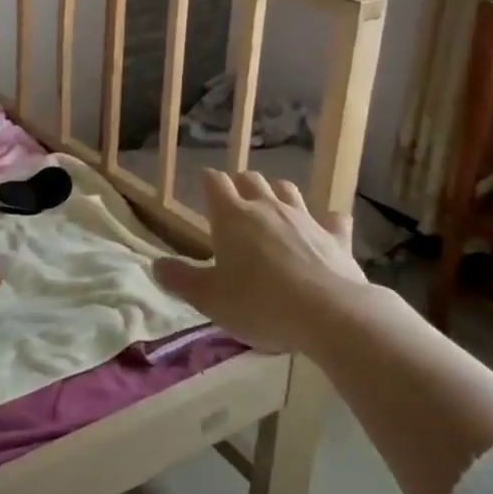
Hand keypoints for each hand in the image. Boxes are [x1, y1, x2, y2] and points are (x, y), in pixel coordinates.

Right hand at [153, 171, 369, 354]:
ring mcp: (305, 218)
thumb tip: (156, 266)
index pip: (215, 182)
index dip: (208, 182)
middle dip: (241, 185)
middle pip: (251, 178)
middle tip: (235, 206)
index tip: (203, 191)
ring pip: (288, 190)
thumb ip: (180, 280)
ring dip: (278, 195)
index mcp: (232, 216)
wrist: (330, 315)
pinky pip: (333, 219)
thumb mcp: (209, 298)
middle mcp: (267, 207)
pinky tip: (325, 230)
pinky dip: (326, 221)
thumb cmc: (259, 304)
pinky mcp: (337, 237)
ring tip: (272, 212)